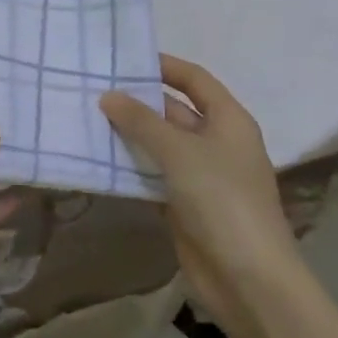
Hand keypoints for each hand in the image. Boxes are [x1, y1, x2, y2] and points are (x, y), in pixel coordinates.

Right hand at [100, 55, 304, 337]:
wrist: (248, 279)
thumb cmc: (221, 199)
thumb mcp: (179, 152)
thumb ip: (141, 121)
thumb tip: (108, 95)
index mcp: (229, 120)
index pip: (195, 79)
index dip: (165, 66)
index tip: (126, 58)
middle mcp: (217, 142)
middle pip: (175, 110)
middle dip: (139, 101)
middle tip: (95, 88)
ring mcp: (202, 175)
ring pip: (161, 144)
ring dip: (131, 134)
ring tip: (89, 117)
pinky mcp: (186, 204)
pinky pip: (155, 174)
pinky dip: (132, 166)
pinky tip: (100, 157)